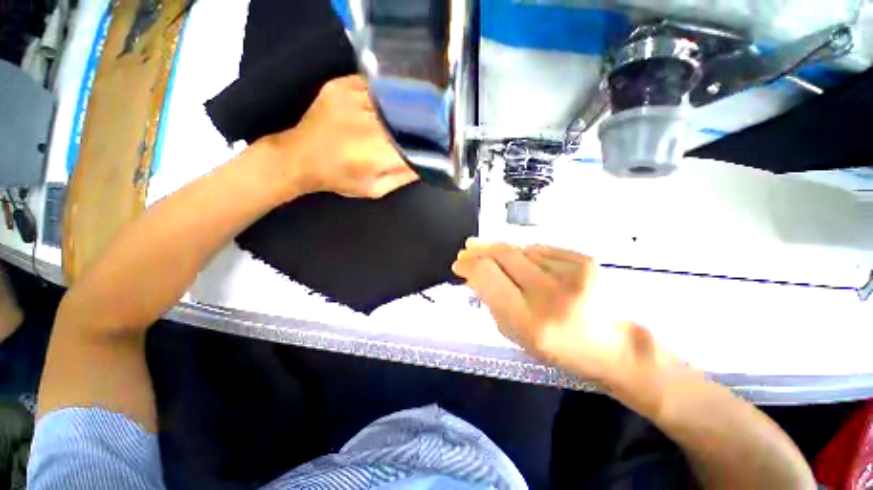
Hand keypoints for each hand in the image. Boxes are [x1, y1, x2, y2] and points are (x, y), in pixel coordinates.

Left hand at [266, 75, 418, 199]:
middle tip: (425, 130)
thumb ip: (402, 177)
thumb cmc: (339, 178)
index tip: (435, 145)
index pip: (416, 142)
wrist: (300, 157)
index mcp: (376, 153)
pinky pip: (373, 86)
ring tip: (407, 117)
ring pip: (392, 99)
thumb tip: (425, 163)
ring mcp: (352, 99)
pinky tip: (386, 105)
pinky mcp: (341, 86)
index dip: (429, 143)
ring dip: (402, 108)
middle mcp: (367, 123)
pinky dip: (384, 94)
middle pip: (407, 117)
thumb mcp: (375, 189)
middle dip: (418, 125)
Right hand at [452, 240, 663, 383]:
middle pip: (502, 254)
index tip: (459, 263)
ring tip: (496, 257)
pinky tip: (525, 261)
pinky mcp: (585, 260)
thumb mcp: (515, 333)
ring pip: (520, 249)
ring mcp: (571, 273)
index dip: (468, 264)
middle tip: (469, 248)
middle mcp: (549, 293)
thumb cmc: (558, 347)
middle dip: (480, 249)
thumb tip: (472, 273)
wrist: (614, 344)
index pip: (487, 275)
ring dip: (503, 252)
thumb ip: (490, 301)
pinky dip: (526, 253)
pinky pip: (541, 249)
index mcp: (528, 320)